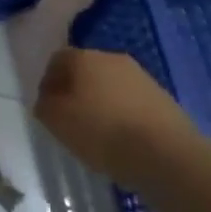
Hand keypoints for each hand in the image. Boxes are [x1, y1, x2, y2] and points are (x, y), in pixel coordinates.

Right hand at [34, 48, 196, 183]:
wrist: (166, 154)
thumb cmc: (102, 131)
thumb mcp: (57, 121)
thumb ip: (44, 106)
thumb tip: (48, 101)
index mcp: (84, 57)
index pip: (57, 59)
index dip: (48, 82)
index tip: (47, 108)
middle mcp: (113, 58)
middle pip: (86, 70)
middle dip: (75, 91)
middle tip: (70, 119)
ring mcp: (141, 77)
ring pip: (111, 86)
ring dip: (101, 103)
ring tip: (98, 134)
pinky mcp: (163, 99)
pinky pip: (132, 102)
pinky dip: (123, 116)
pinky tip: (123, 140)